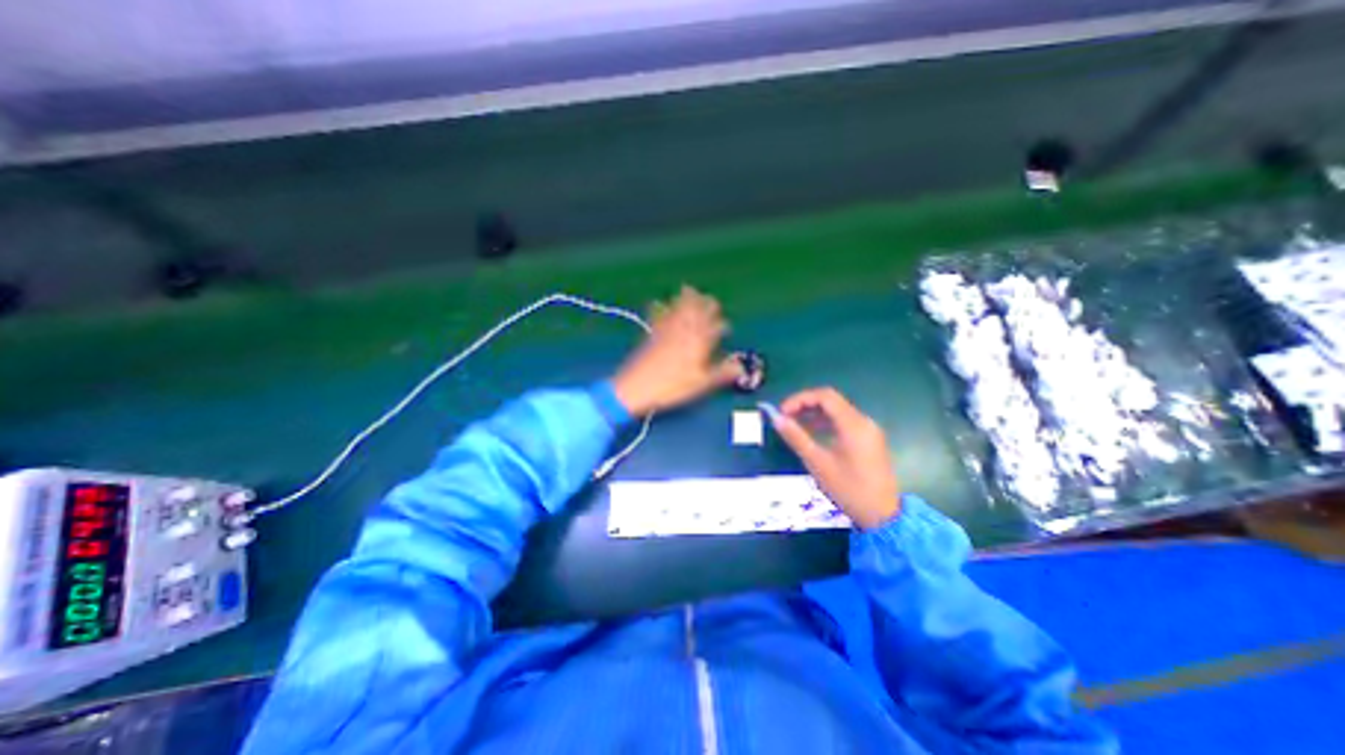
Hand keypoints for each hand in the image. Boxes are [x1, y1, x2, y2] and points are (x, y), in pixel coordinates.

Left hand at [613, 285, 745, 417]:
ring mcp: (665, 333)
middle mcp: (683, 334)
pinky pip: (658, 317)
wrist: (636, 386)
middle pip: (694, 315)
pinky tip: (659, 302)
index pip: (712, 329)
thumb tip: (741, 366)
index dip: (720, 326)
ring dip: (683, 300)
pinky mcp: (651, 336)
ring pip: (677, 311)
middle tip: (708, 296)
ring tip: (688, 288)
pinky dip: (661, 308)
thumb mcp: (701, 383)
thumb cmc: (672, 387)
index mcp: (697, 344)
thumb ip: (721, 373)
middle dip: (703, 304)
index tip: (725, 325)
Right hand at [772, 386, 895, 526]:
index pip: (824, 396)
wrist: (883, 516)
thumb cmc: (848, 489)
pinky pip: (844, 422)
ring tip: (793, 424)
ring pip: (837, 410)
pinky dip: (826, 422)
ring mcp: (869, 430)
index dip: (800, 399)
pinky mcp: (869, 439)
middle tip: (785, 417)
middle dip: (805, 405)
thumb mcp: (818, 463)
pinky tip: (812, 433)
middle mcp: (864, 421)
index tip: (782, 412)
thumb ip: (796, 437)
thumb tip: (776, 418)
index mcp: (854, 424)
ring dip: (814, 413)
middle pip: (831, 401)